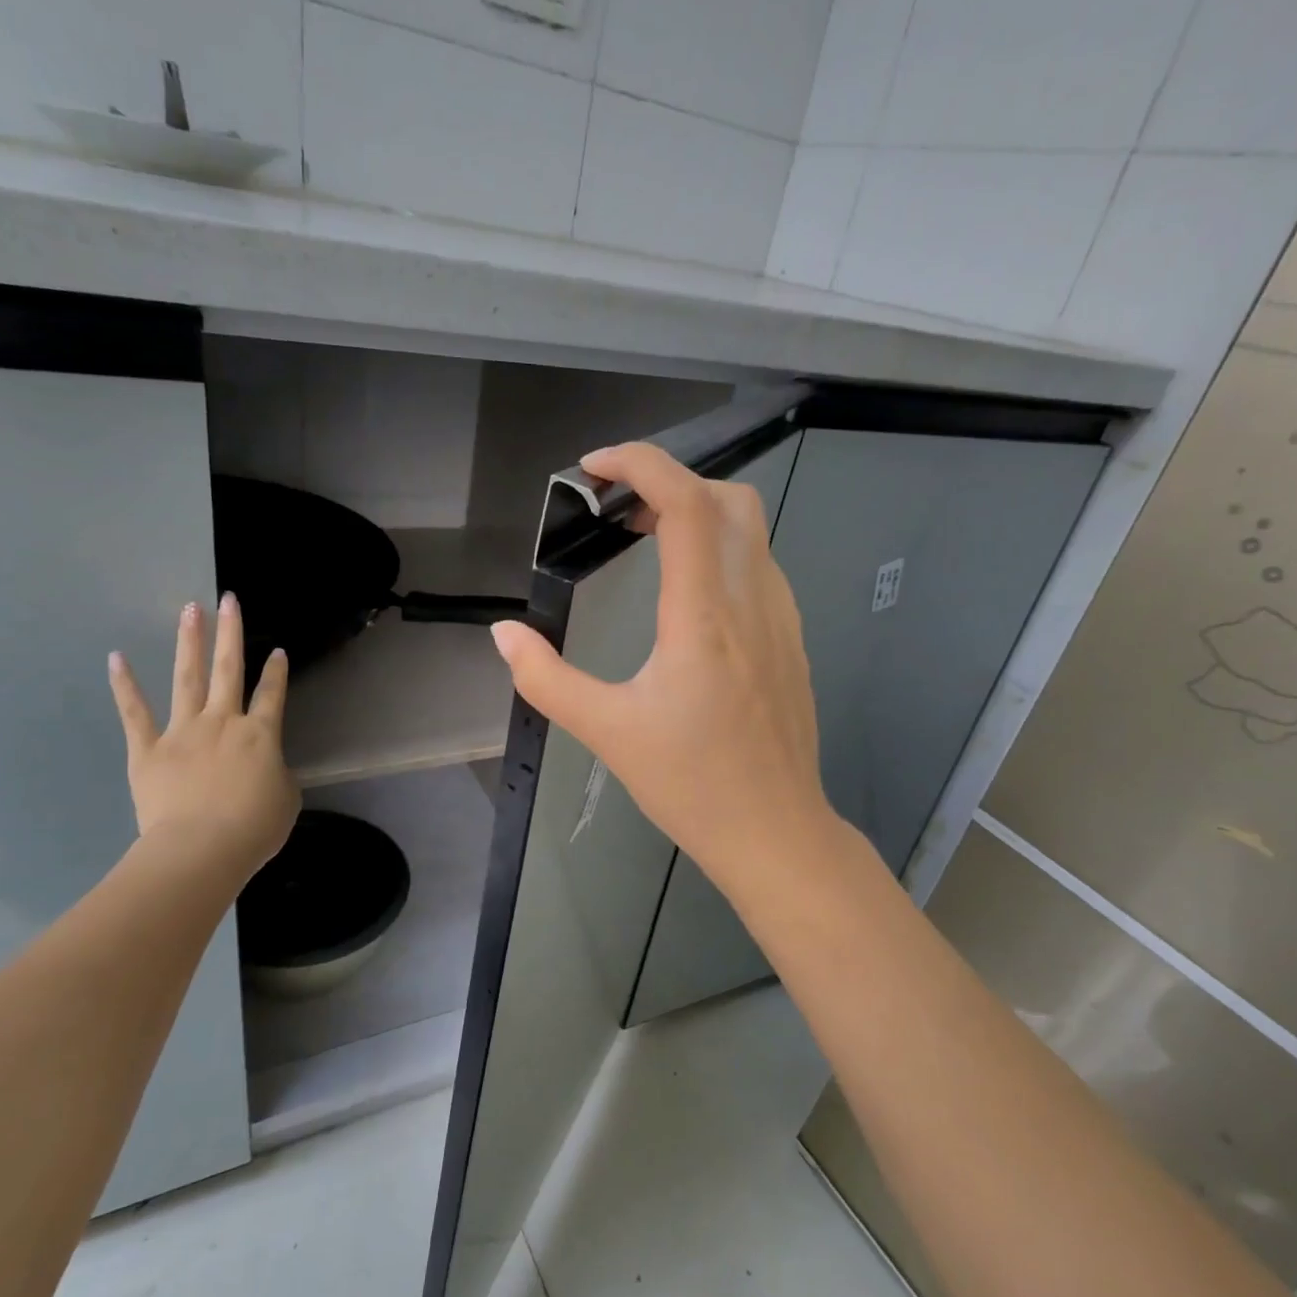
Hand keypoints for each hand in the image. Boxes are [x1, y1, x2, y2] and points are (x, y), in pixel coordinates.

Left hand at [108, 594, 299, 880]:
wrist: (200, 849)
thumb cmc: (252, 829)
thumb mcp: (285, 799)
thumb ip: (276, 774)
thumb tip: (265, 767)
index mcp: (261, 734)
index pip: (273, 694)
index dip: (277, 672)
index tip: (278, 651)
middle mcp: (223, 722)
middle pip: (229, 669)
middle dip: (230, 632)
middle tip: (228, 599)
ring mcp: (183, 731)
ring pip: (187, 677)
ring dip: (189, 642)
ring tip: (190, 610)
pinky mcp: (148, 749)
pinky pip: (135, 713)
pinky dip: (125, 685)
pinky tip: (116, 658)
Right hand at [490, 443, 834, 896]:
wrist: (776, 832)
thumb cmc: (691, 784)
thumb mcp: (607, 732)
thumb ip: (545, 679)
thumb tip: (503, 635)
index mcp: (704, 617)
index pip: (685, 502)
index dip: (640, 464)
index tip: (594, 469)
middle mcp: (752, 601)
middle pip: (726, 499)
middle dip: (669, 483)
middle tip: (617, 511)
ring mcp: (782, 618)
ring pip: (749, 528)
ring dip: (697, 513)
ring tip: (644, 541)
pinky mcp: (792, 638)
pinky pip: (759, 565)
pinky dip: (720, 548)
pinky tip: (687, 592)